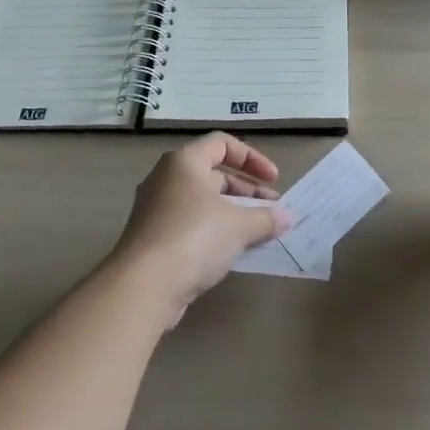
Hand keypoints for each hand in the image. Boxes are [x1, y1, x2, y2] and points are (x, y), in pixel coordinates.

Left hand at [109, 133, 291, 325]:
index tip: (274, 180)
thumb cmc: (194, 238)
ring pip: (203, 201)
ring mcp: (157, 208)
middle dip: (247, 190)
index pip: (222, 144)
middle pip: (213, 174)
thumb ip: (265, 218)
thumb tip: (285, 217)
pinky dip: (215, 230)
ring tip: (259, 231)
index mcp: (184, 162)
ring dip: (233, 212)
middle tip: (272, 209)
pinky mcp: (154, 237)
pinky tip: (234, 250)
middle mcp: (167, 178)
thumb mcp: (239, 226)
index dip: (252, 158)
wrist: (143, 285)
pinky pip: (191, 224)